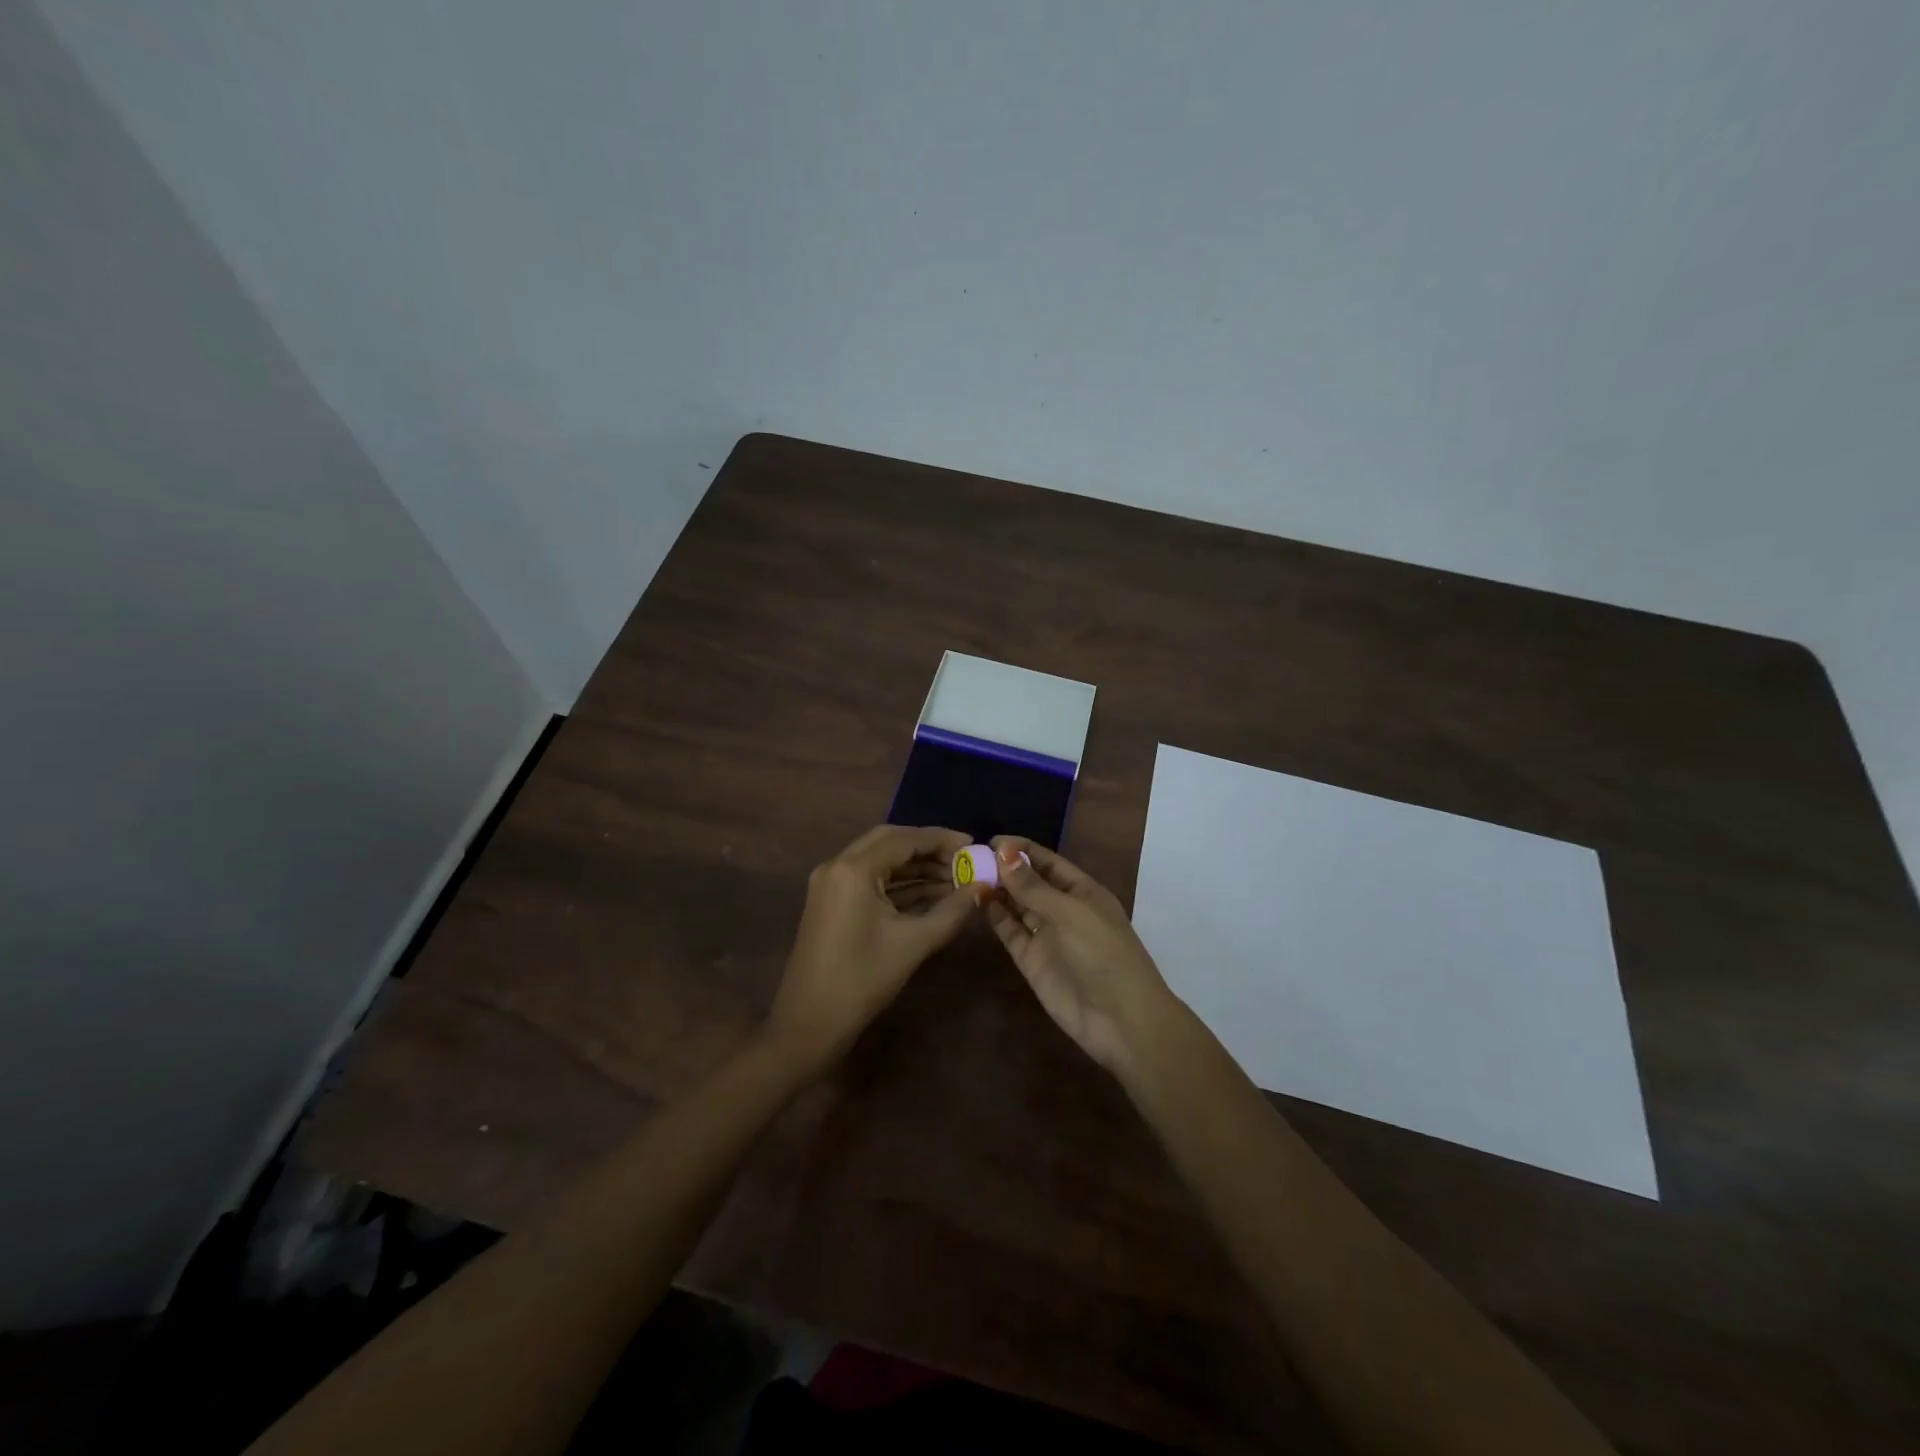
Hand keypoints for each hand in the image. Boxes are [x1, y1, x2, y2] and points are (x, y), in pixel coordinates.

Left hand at [767, 824, 981, 1072]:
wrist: (809, 1025)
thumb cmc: (862, 980)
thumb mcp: (913, 943)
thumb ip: (952, 910)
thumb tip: (983, 887)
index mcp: (853, 869)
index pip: (904, 838)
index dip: (942, 839)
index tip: (974, 845)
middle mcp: (837, 865)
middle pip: (890, 841)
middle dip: (928, 849)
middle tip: (964, 860)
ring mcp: (830, 884)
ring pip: (880, 861)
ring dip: (915, 867)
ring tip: (955, 879)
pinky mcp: (831, 902)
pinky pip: (870, 879)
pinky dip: (899, 883)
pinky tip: (930, 894)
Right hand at [984, 837, 1175, 1073]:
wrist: (1119, 1019)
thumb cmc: (1103, 953)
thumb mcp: (1070, 913)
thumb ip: (1033, 887)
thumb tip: (1004, 852)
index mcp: (1083, 892)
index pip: (1048, 862)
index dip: (1023, 850)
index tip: (992, 841)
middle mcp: (1063, 910)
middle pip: (1030, 883)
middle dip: (1005, 869)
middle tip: (971, 857)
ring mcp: (1047, 936)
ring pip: (1017, 905)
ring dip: (997, 890)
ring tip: (967, 875)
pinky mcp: (1032, 960)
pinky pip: (1011, 931)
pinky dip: (995, 916)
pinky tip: (977, 900)